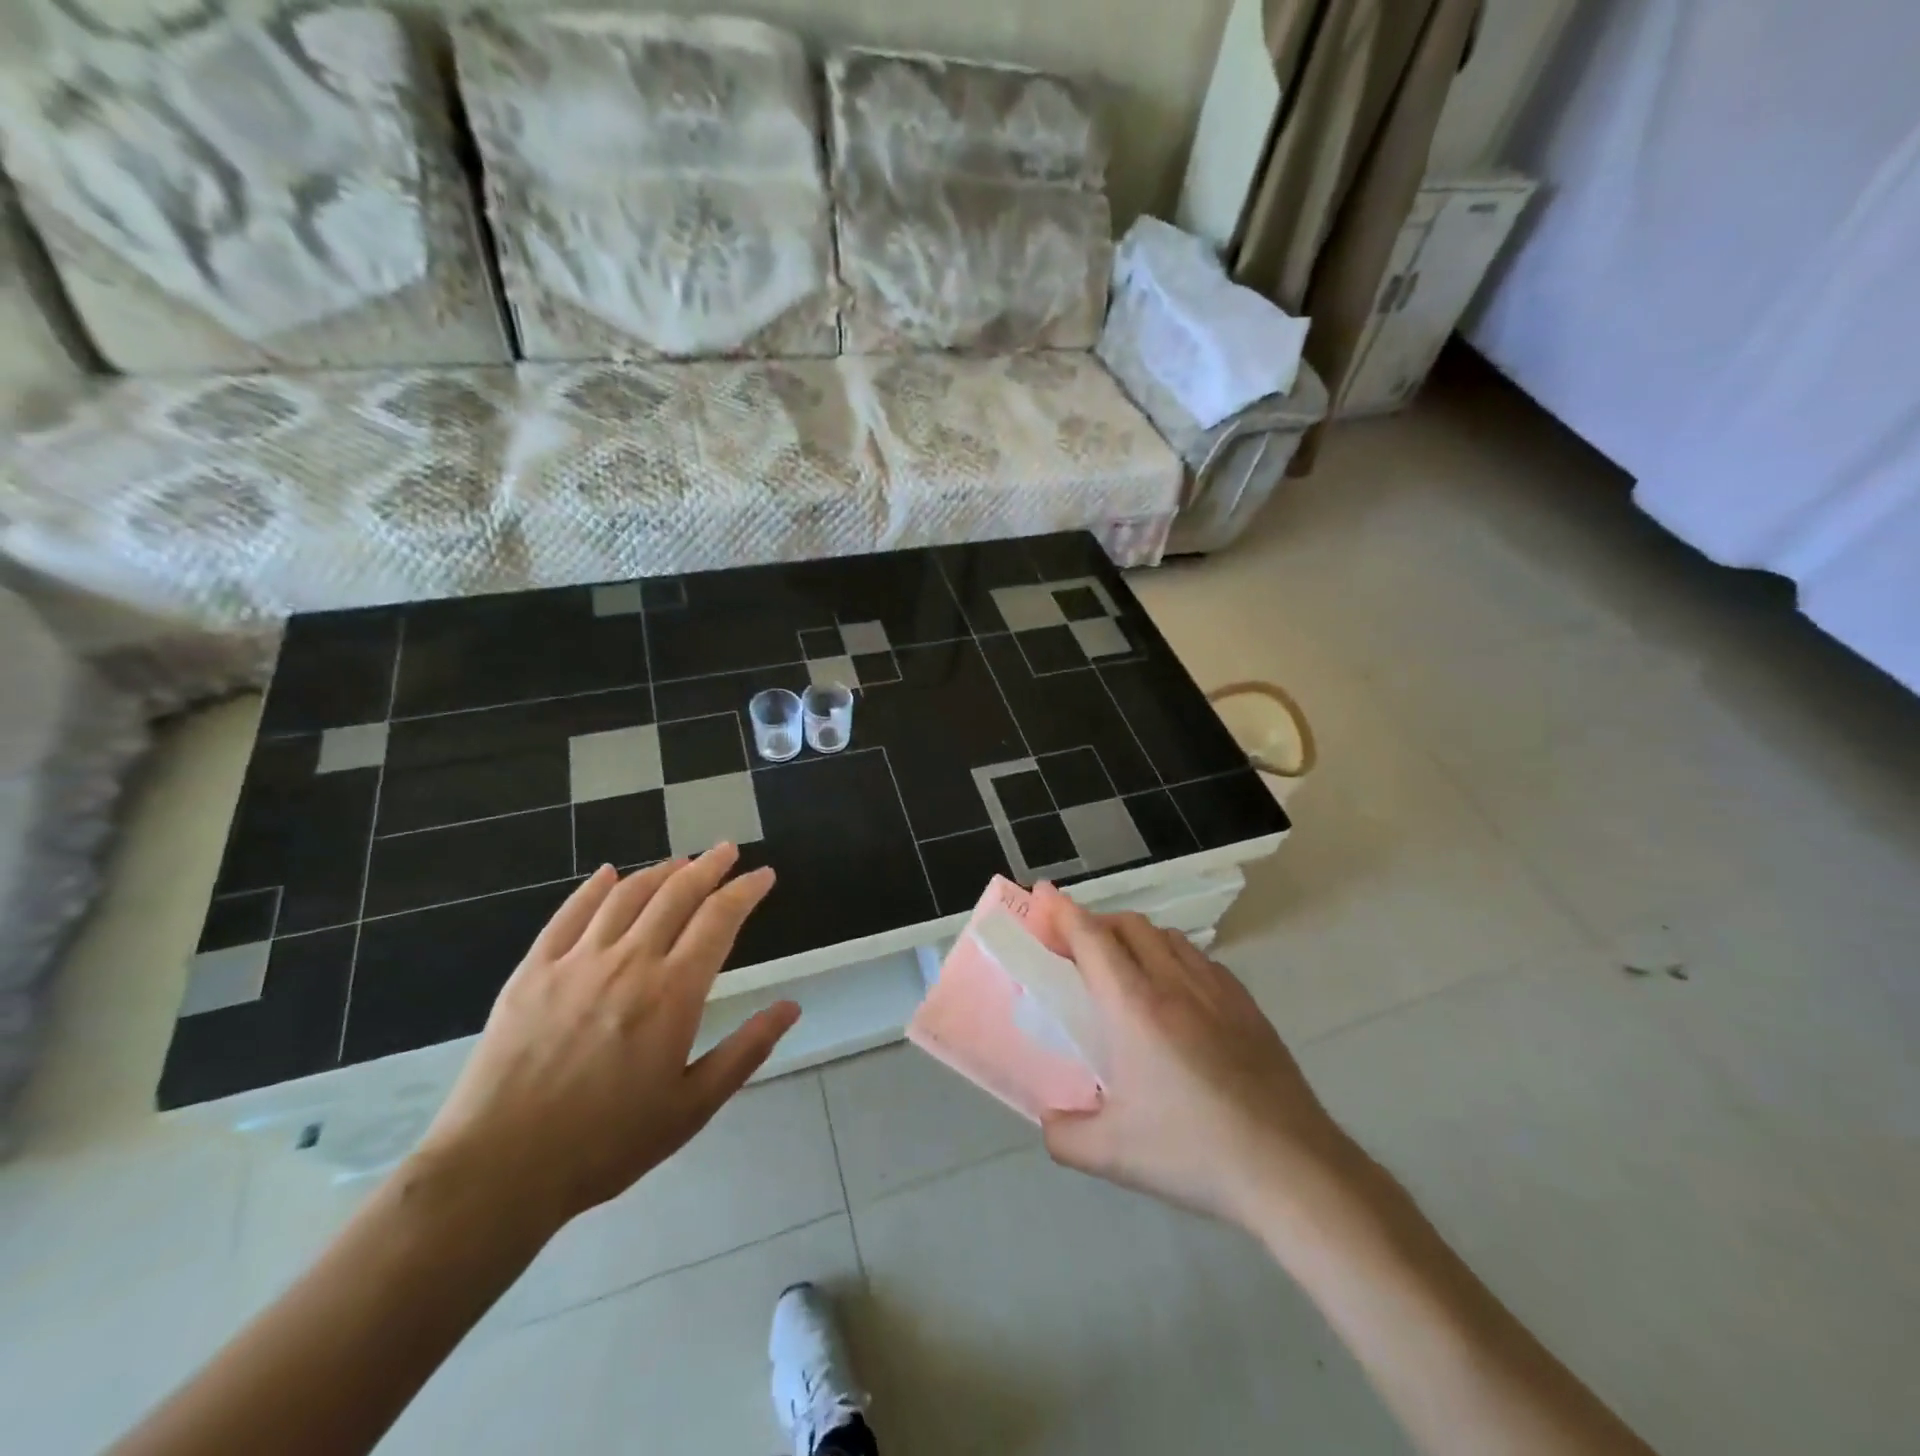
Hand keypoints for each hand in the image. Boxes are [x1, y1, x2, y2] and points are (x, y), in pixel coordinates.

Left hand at [413, 845, 797, 1236]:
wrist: (498, 1171)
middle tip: (726, 850)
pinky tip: (608, 874)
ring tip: (680, 862)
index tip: (763, 875)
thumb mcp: (692, 1107)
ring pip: (626, 895)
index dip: (746, 890)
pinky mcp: (532, 971)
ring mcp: (576, 962)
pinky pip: (569, 913)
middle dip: (708, 865)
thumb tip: (791, 1006)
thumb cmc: (607, 1144)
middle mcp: (629, 962)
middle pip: (676, 893)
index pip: (719, 919)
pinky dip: (594, 887)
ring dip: (659, 871)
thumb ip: (746, 1050)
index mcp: (673, 993)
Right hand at [1041, 900, 1349, 1229]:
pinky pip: (1199, 959)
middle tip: (1072, 947)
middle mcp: (1173, 984)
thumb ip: (1064, 1135)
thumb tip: (1049, 1120)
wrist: (1291, 1169)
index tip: (1042, 895)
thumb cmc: (1194, 1153)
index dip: (1062, 912)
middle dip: (1094, 923)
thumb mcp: (1112, 1155)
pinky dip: (1172, 957)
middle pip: (1128, 925)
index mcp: (1134, 1007)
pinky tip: (1174, 993)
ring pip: (1166, 936)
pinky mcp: (1247, 1005)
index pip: (1091, 938)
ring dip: (1134, 937)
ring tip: (1120, 967)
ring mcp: (1216, 990)